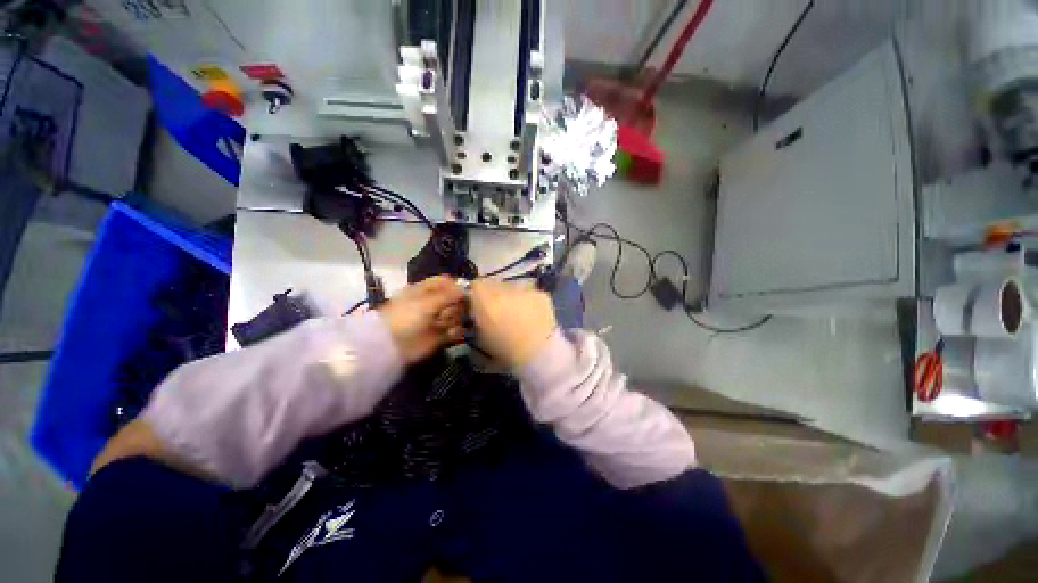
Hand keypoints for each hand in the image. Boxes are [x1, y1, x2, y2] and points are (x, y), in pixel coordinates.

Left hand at [380, 276, 465, 363]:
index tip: (465, 291)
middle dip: (458, 303)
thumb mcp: (427, 302)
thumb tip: (465, 290)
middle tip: (455, 309)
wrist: (392, 346)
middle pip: (453, 299)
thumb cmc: (406, 317)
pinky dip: (456, 332)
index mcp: (425, 291)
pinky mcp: (440, 336)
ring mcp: (436, 320)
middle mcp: (432, 303)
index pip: (445, 282)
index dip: (455, 285)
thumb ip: (448, 295)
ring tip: (448, 323)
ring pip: (456, 315)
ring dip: (457, 318)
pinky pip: (455, 331)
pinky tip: (451, 332)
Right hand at [469, 280, 556, 368]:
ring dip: (512, 297)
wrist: (537, 353)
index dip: (477, 296)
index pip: (476, 285)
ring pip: (513, 287)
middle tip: (499, 312)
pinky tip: (532, 316)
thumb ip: (477, 319)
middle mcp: (503, 288)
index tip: (479, 307)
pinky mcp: (541, 293)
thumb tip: (477, 313)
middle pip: (495, 284)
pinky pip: (530, 294)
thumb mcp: (481, 338)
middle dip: (495, 295)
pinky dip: (529, 302)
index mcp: (484, 299)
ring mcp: (524, 289)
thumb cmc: (505, 351)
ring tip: (517, 315)